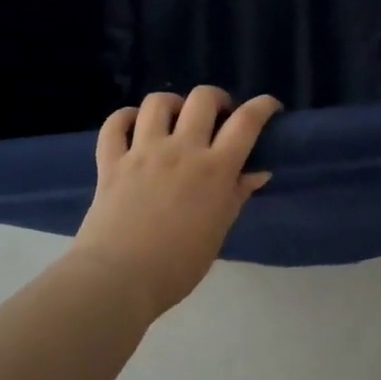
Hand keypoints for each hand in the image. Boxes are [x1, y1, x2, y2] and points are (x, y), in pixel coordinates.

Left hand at [73, 86, 282, 315]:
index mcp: (215, 168)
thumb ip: (237, 194)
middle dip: (216, 99)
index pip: (247, 121)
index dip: (263, 106)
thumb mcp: (219, 230)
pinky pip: (115, 124)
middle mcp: (181, 150)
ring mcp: (143, 152)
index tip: (270, 107)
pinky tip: (135, 126)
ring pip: (158, 102)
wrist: (117, 280)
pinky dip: (126, 118)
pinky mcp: (111, 162)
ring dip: (173, 104)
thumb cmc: (178, 265)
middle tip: (218, 117)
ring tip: (176, 119)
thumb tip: (258, 172)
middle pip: (203, 98)